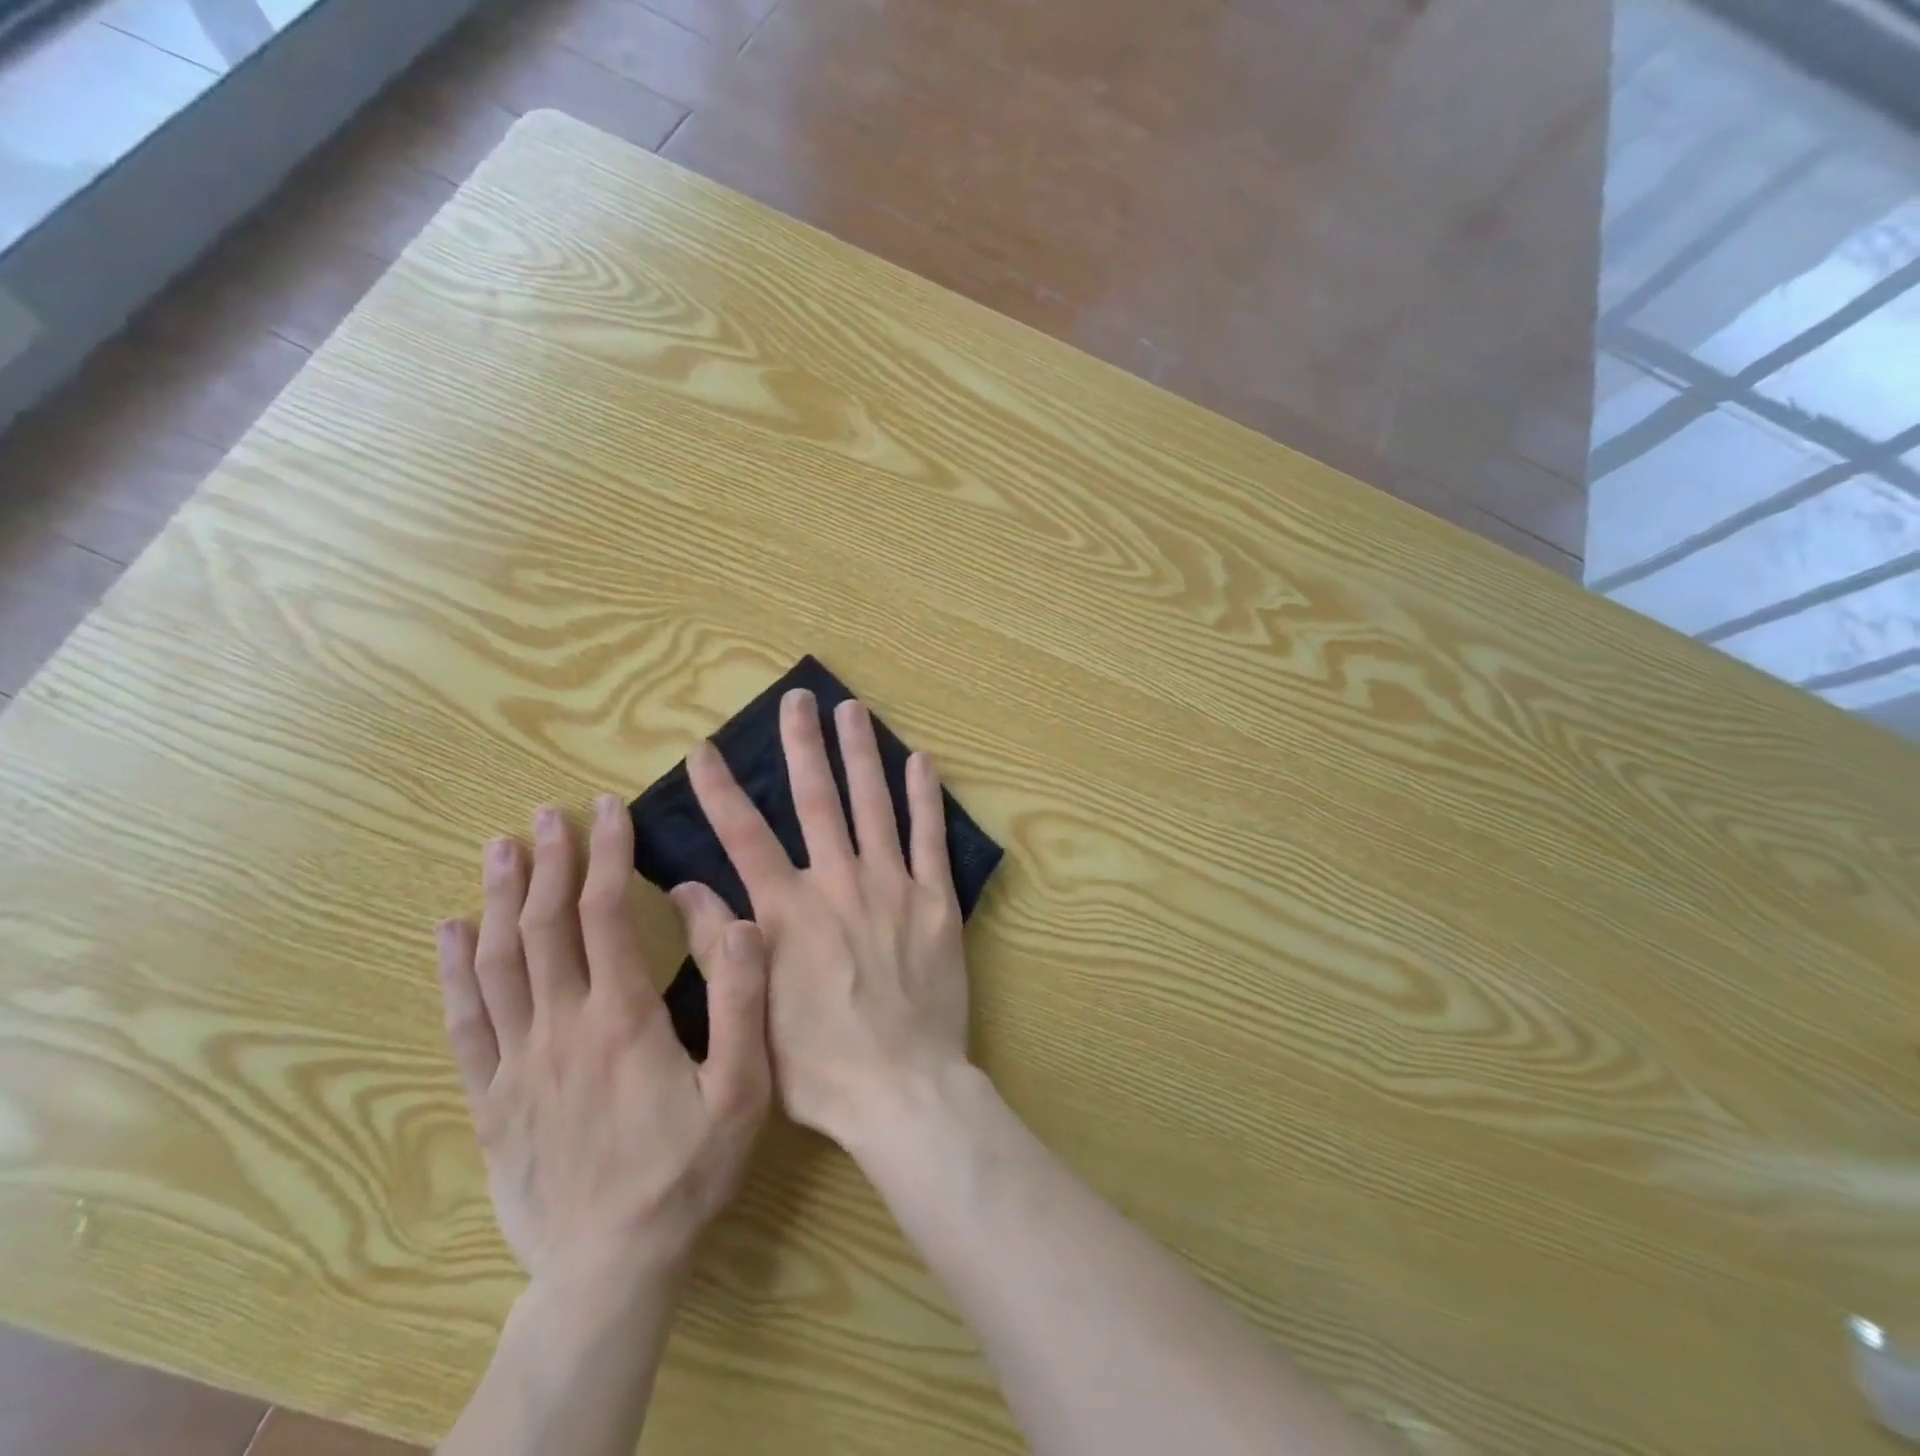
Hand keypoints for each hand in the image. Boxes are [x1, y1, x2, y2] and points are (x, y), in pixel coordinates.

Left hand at [435, 795, 771, 1290]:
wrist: (611, 1267)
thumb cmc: (687, 1170)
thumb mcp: (744, 1089)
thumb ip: (745, 1001)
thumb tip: (743, 922)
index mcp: (624, 1016)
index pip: (607, 914)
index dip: (607, 856)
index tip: (608, 811)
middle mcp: (563, 1026)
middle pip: (544, 926)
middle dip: (548, 861)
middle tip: (549, 813)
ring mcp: (519, 1062)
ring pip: (499, 963)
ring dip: (498, 899)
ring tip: (500, 848)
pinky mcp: (493, 1097)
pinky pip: (465, 1023)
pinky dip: (453, 971)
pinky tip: (447, 933)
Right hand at [675, 689, 968, 1145]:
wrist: (902, 1089)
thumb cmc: (819, 1066)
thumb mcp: (750, 1014)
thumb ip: (719, 944)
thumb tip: (681, 887)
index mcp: (788, 912)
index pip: (744, 836)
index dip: (721, 790)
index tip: (705, 749)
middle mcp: (838, 885)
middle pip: (816, 801)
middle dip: (803, 746)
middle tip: (799, 699)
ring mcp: (892, 888)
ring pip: (874, 805)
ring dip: (861, 754)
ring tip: (853, 711)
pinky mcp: (936, 902)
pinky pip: (931, 839)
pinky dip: (925, 798)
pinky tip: (921, 761)